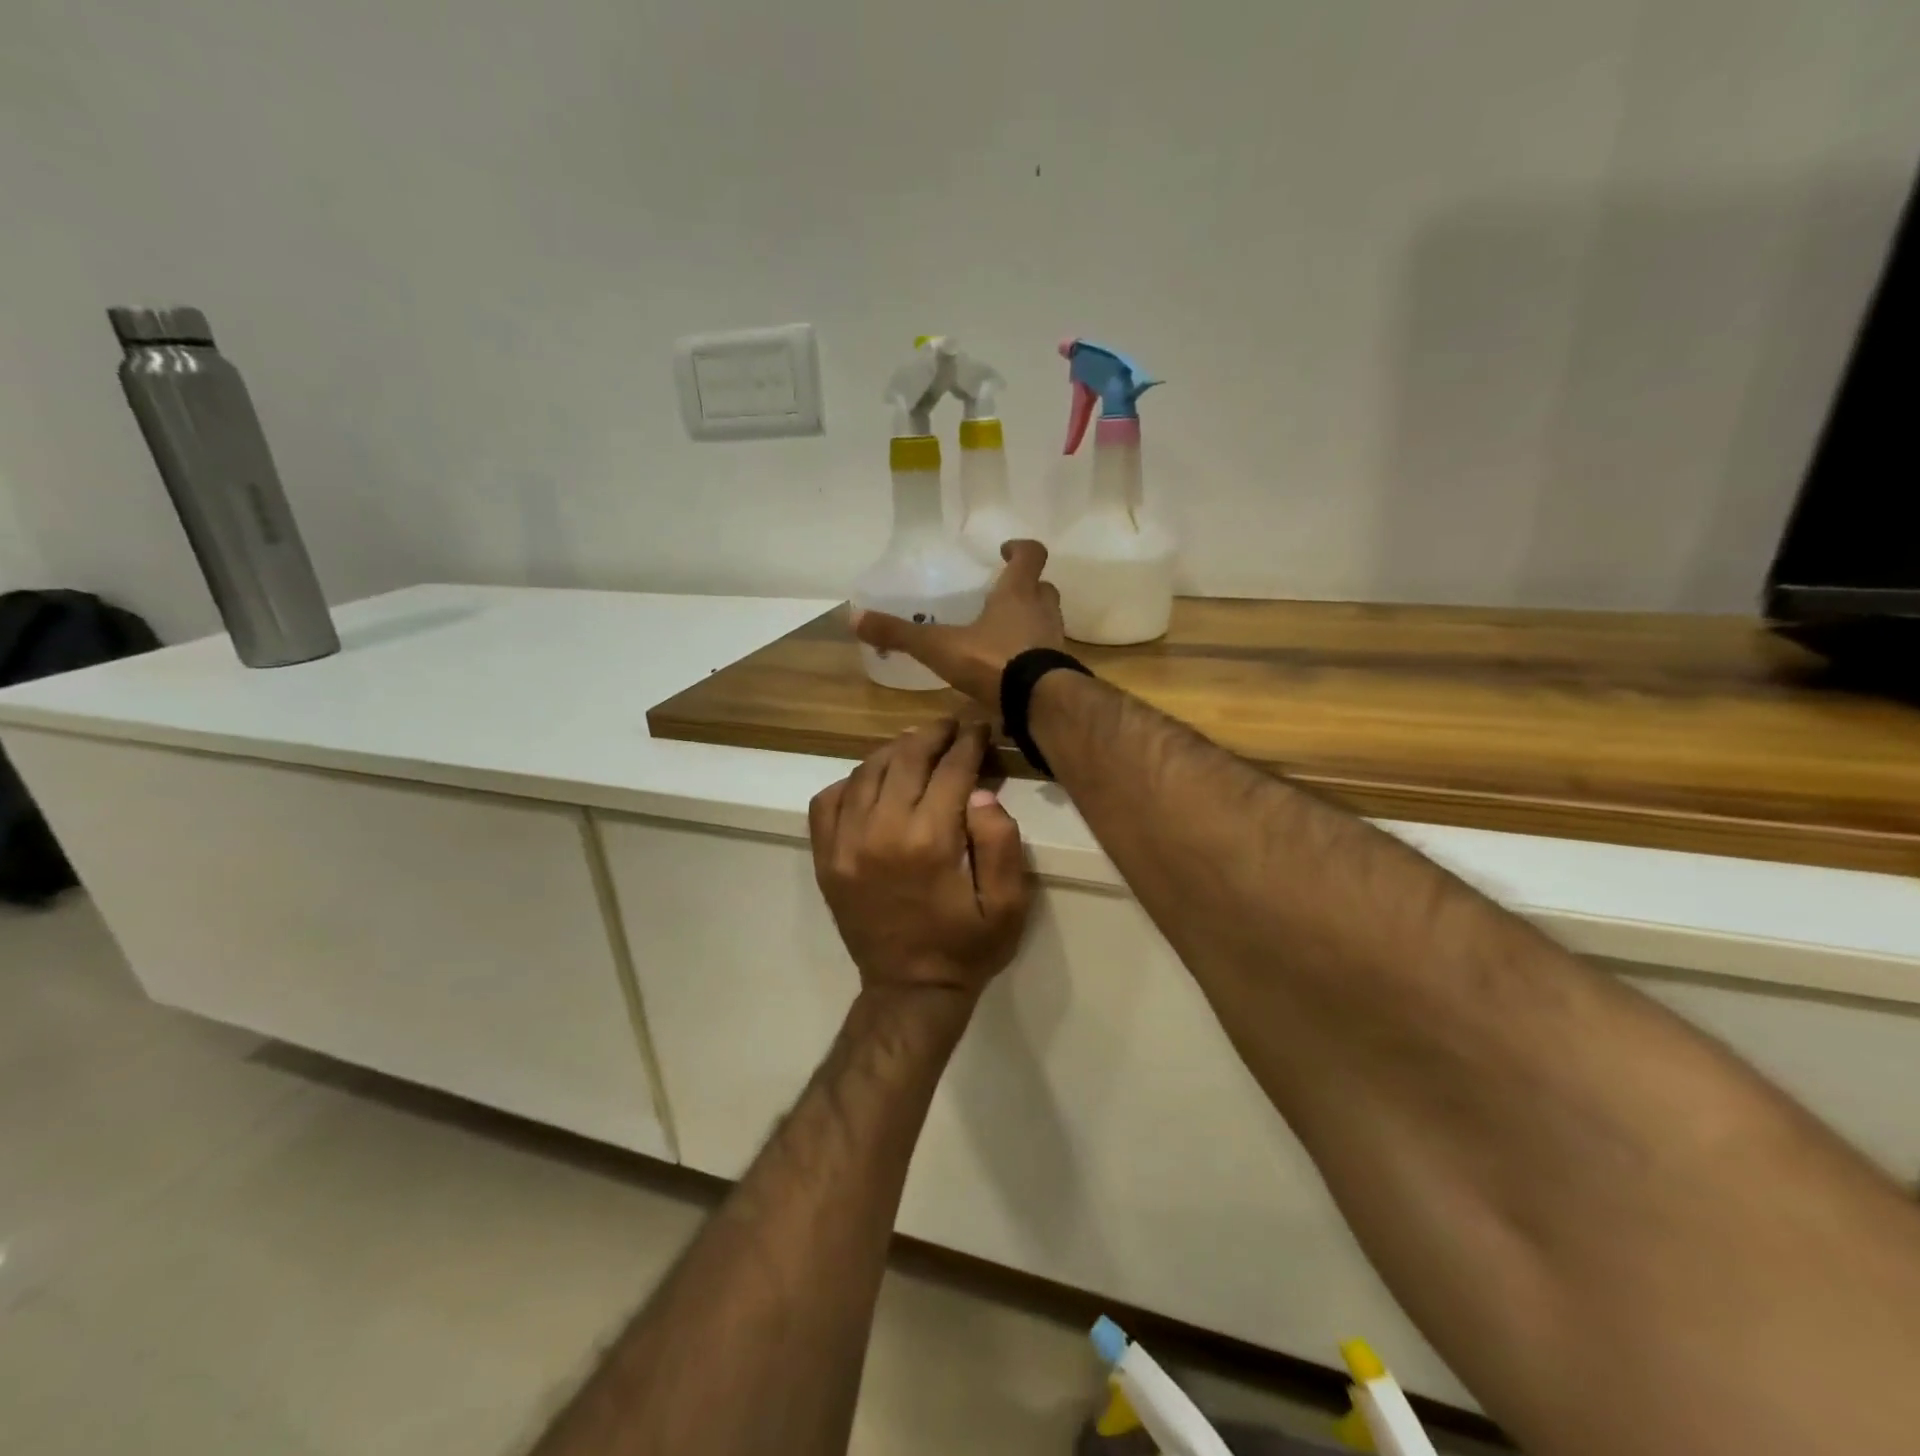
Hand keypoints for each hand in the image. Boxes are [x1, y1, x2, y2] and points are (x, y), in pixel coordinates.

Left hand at [809, 719, 1029, 1000]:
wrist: (909, 991)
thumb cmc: (966, 947)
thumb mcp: (1008, 904)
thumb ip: (1001, 842)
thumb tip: (980, 791)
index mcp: (930, 841)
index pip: (951, 770)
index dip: (969, 743)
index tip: (979, 728)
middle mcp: (881, 832)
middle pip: (906, 759)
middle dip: (933, 735)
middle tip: (951, 726)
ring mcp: (845, 844)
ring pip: (866, 772)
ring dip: (895, 750)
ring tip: (917, 744)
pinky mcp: (825, 858)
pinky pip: (828, 800)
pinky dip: (851, 782)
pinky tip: (872, 782)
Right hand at [853, 540, 1063, 707]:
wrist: (1039, 703)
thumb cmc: (994, 661)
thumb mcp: (939, 647)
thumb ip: (900, 634)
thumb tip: (853, 617)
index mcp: (1018, 593)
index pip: (1031, 555)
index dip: (1020, 549)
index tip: (1005, 550)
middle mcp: (1042, 611)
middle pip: (1043, 588)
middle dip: (1026, 587)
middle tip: (1003, 594)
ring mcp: (1055, 641)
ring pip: (1047, 620)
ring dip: (1031, 620)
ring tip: (1003, 631)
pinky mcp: (1058, 671)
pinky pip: (1046, 653)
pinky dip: (1032, 654)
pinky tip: (1011, 668)